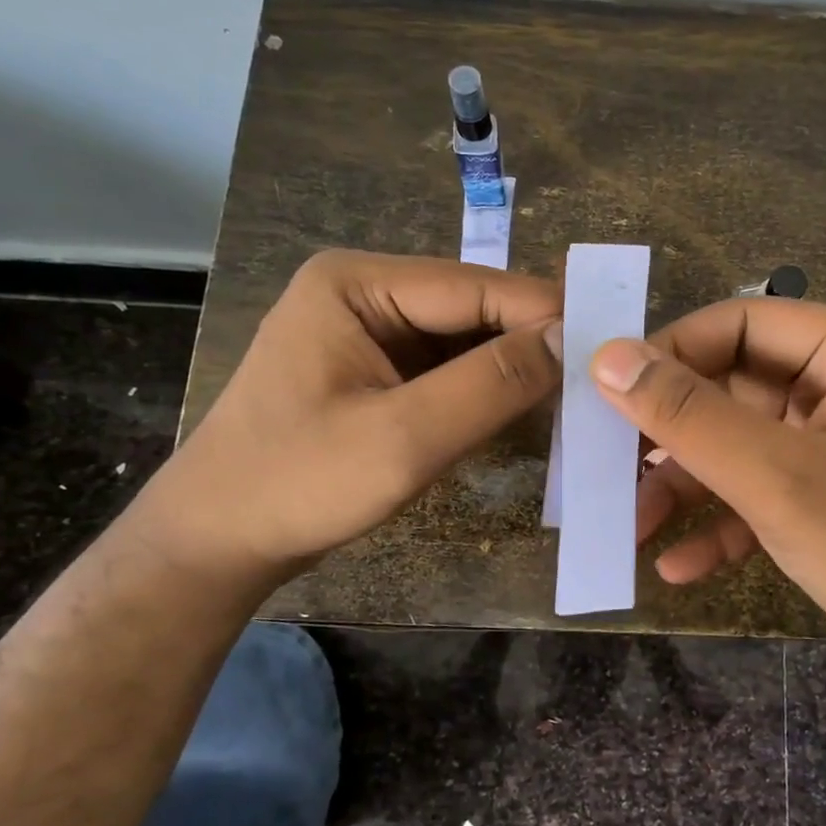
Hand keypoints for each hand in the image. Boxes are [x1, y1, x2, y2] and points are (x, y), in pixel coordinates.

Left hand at [142, 250, 561, 585]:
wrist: (217, 542)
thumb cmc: (298, 484)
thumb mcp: (403, 438)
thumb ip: (490, 385)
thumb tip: (570, 340)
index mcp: (358, 283)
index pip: (475, 287)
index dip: (545, 315)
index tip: (608, 351)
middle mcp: (365, 292)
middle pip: (472, 309)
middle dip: (531, 344)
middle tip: (597, 382)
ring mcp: (369, 331)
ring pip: (466, 340)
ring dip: (512, 370)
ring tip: (574, 399)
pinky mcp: (375, 369)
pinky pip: (447, 368)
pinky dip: (485, 390)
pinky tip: (524, 412)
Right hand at [590, 299, 825, 708]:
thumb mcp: (777, 479)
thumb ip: (690, 416)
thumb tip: (607, 357)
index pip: (742, 323)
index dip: (673, 352)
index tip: (610, 392)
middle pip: (732, 385)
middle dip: (673, 434)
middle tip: (609, 464)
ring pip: (736, 442)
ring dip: (685, 485)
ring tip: (632, 524)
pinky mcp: (821, 496)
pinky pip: (756, 490)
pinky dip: (718, 522)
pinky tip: (678, 565)